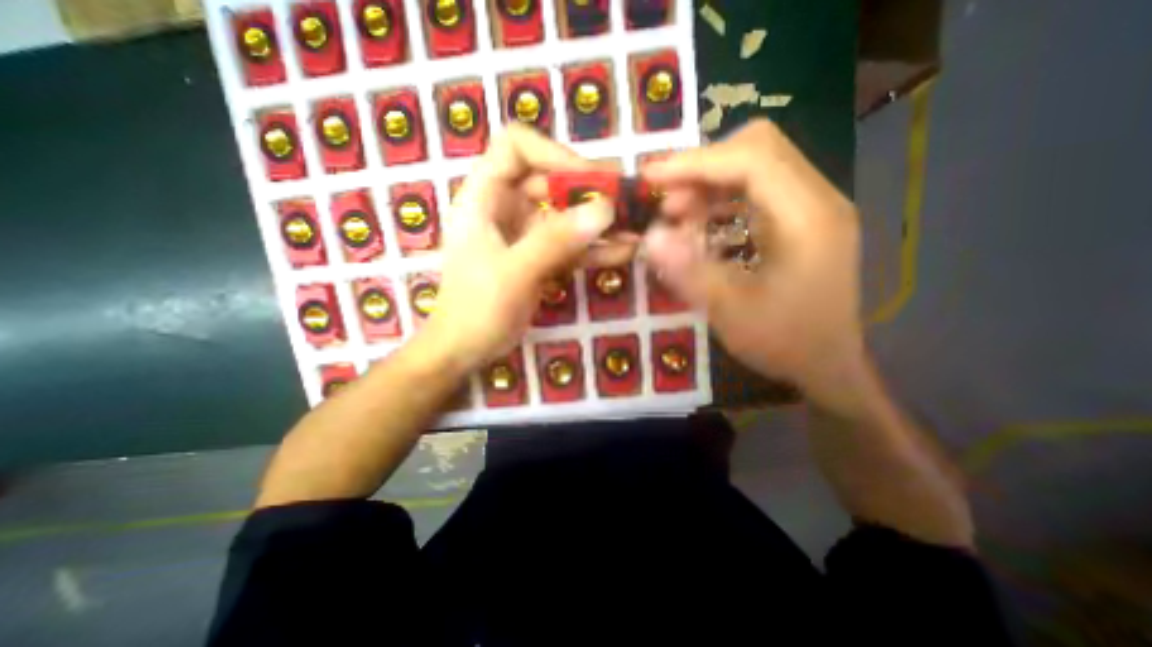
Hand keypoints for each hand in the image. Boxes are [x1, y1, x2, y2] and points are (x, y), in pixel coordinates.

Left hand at [418, 124, 626, 372]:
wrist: (467, 349)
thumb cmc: (477, 308)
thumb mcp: (514, 272)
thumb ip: (555, 240)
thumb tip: (604, 210)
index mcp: (485, 197)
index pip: (516, 148)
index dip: (553, 154)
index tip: (588, 179)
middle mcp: (506, 208)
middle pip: (551, 182)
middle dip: (590, 191)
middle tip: (629, 200)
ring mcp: (526, 235)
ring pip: (567, 217)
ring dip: (600, 222)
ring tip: (637, 226)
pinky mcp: (540, 258)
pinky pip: (571, 246)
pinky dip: (596, 248)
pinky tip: (626, 251)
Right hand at [646, 119, 864, 405]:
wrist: (830, 365)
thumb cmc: (784, 342)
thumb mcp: (730, 312)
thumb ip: (689, 271)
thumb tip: (650, 237)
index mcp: (806, 217)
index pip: (751, 159)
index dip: (695, 162)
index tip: (651, 178)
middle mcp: (816, 199)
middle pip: (757, 148)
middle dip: (702, 168)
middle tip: (666, 202)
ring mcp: (811, 207)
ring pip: (756, 166)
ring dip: (710, 183)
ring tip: (678, 215)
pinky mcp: (801, 221)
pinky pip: (757, 191)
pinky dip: (722, 199)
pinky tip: (702, 224)